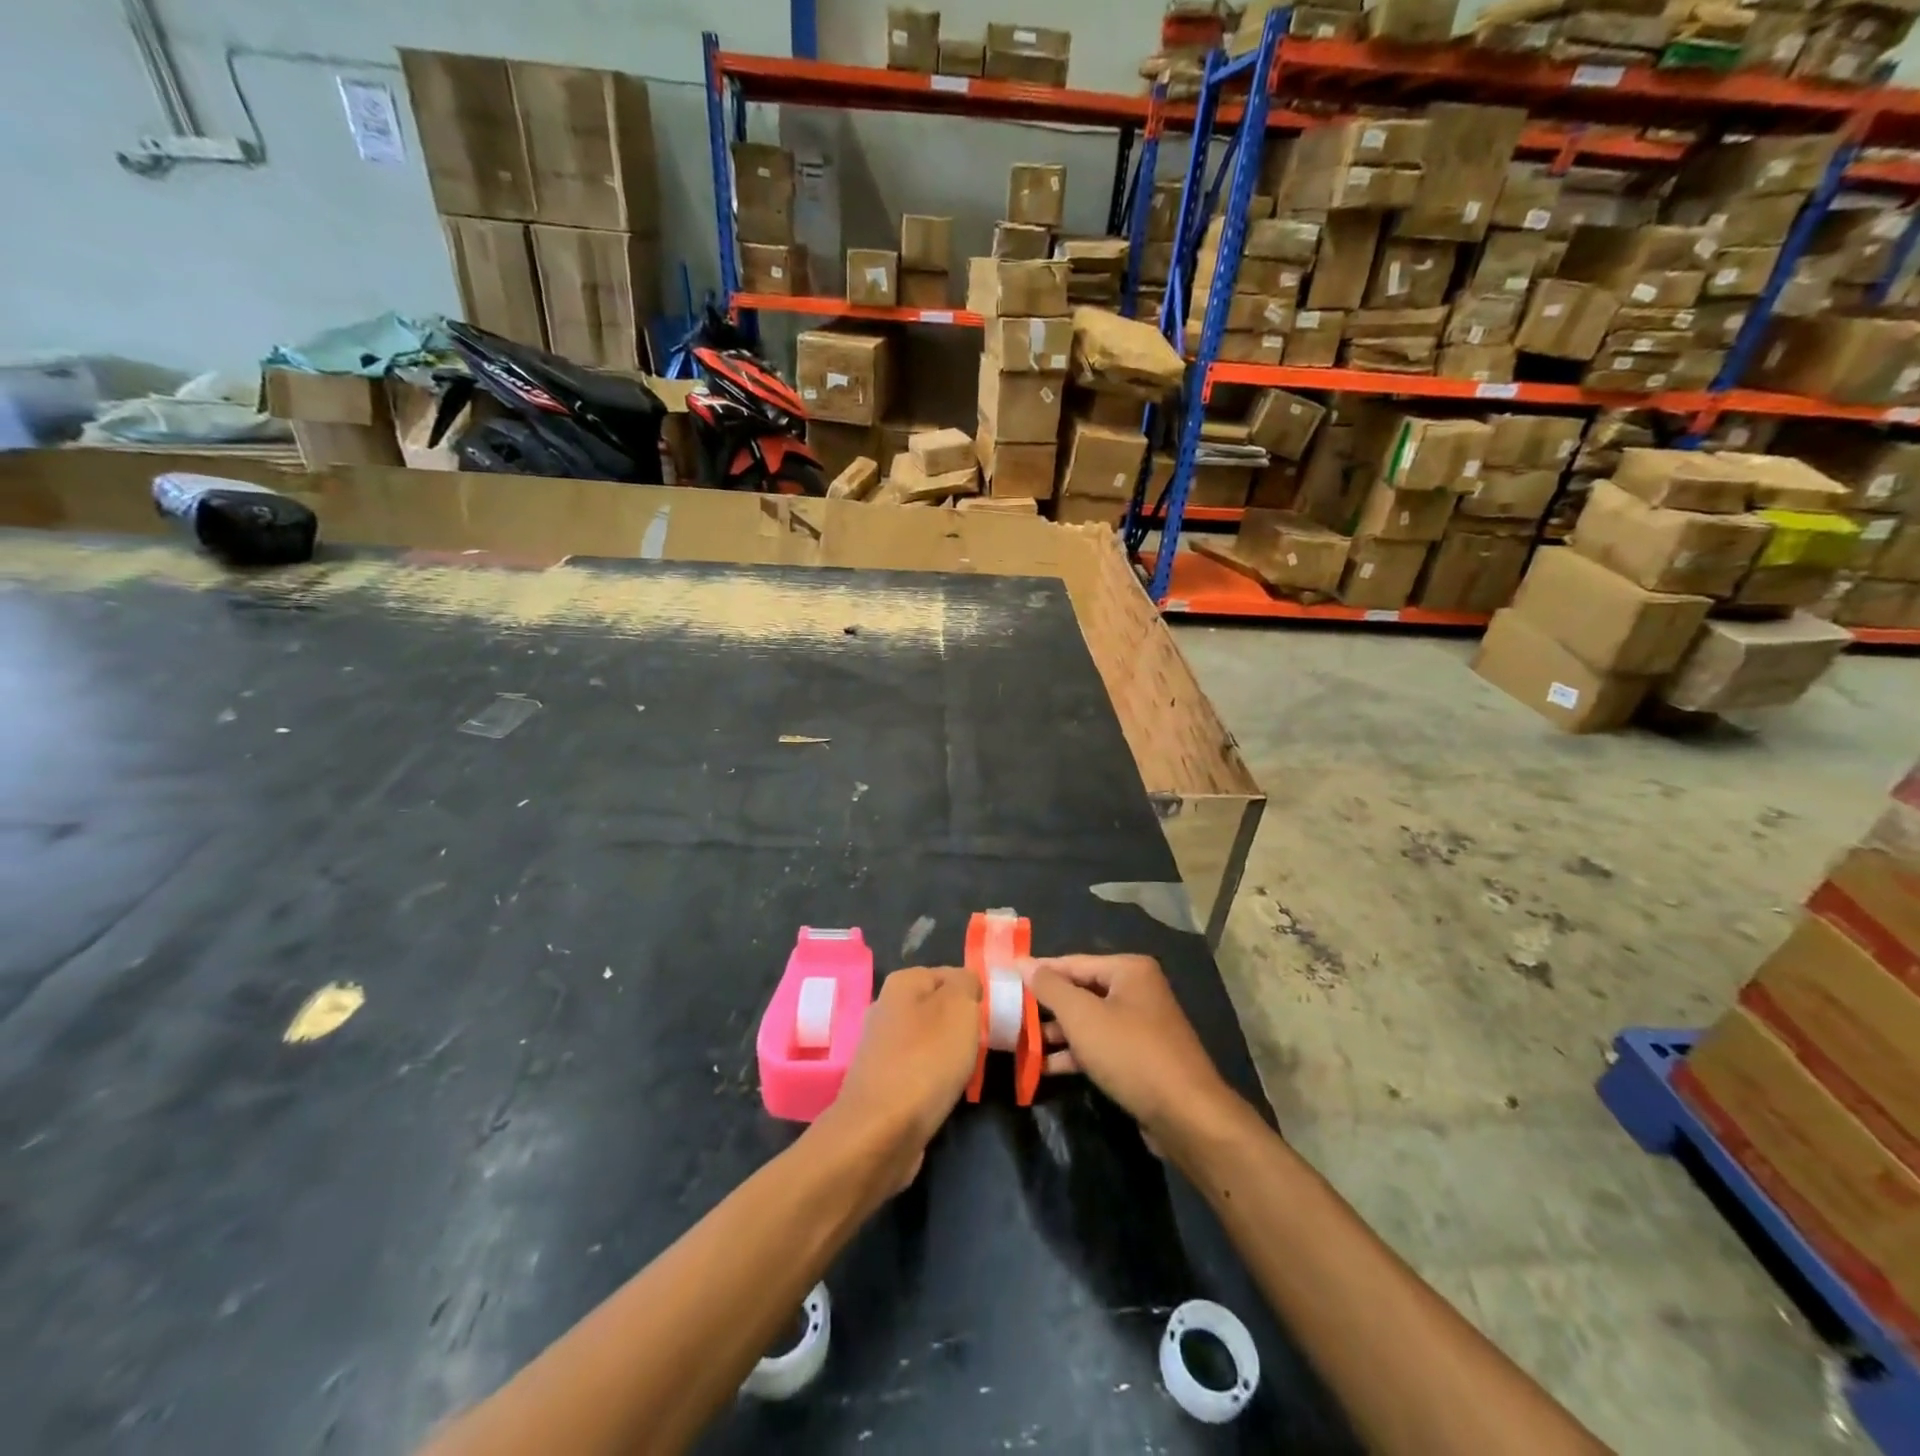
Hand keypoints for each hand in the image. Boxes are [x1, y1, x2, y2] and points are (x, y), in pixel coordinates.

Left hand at [821, 966, 980, 1192]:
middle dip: (961, 1025)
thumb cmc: (926, 1060)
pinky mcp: (880, 1082)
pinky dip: (932, 1080)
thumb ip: (967, 983)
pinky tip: (943, 1093)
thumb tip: (965, 983)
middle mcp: (885, 1008)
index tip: (990, 1018)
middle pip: (937, 1008)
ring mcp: (879, 1047)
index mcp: (902, 982)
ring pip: (928, 1040)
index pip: (950, 974)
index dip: (974, 994)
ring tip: (965, 1073)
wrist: (881, 1131)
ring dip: (948, 1054)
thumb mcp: (959, 1007)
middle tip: (981, 1045)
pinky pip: (917, 1070)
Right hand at [1022, 954, 1242, 1157]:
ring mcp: (1141, 1025)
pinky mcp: (1141, 1057)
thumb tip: (1021, 962)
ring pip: (1089, 1021)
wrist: (1186, 1116)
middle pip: (1080, 991)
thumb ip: (1049, 987)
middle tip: (1009, 1015)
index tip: (1004, 980)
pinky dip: (1075, 1053)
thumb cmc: (1130, 1053)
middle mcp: (1137, 990)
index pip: (1072, 962)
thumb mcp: (1082, 1017)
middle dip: (1046, 1007)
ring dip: (1057, 1033)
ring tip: (1020, 1044)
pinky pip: (1100, 1045)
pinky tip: (1046, 1068)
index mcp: (1128, 970)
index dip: (1038, 972)